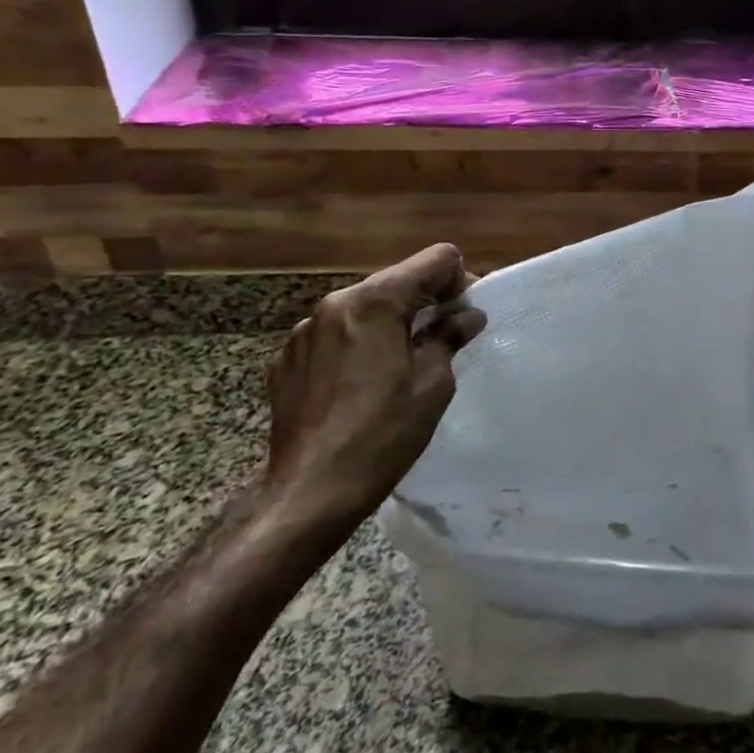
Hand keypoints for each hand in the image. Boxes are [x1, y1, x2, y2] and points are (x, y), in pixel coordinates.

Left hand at [261, 243, 485, 531]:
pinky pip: (334, 335)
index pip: (435, 259)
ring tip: (400, 364)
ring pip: (363, 307)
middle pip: (396, 281)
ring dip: (389, 322)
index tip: (464, 315)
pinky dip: (356, 345)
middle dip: (424, 301)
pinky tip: (361, 384)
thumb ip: (450, 337)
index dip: (459, 280)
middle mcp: (335, 303)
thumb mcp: (432, 384)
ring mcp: (304, 331)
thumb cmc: (383, 435)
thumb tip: (467, 316)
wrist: (310, 492)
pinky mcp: (286, 359)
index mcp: (375, 301)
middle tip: (443, 338)